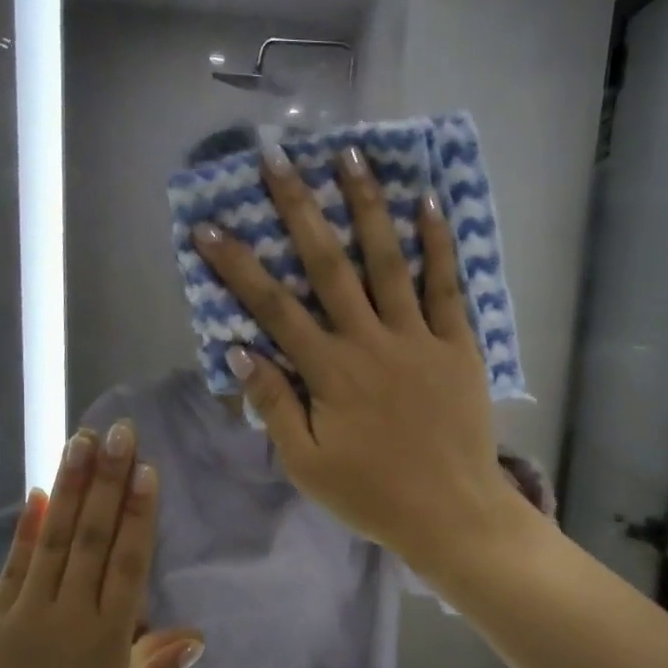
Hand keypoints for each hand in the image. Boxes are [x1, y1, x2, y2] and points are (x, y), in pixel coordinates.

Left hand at [0, 423, 202, 667]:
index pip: (128, 563)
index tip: (145, 469)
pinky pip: (15, 566)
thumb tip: (194, 633)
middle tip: (118, 432)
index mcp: (105, 643)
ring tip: (81, 442)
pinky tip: (39, 495)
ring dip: (70, 487)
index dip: (139, 513)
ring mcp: (23, 615)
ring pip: (54, 539)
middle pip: (92, 537)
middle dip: (107, 480)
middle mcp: (66, 617)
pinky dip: (28, 528)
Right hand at [191, 143, 528, 571]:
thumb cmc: (372, 495)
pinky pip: (447, 285)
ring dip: (366, 205)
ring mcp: (417, 337)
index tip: (209, 227)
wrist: (451, 512)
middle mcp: (369, 340)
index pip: (273, 307)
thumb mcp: (307, 464)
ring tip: (349, 154)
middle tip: (276, 158)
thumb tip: (239, 350)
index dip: (237, 265)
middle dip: (298, 208)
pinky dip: (438, 243)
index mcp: (328, 372)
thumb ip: (275, 405)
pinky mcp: (457, 344)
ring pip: (387, 260)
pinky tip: (429, 202)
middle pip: (327, 264)